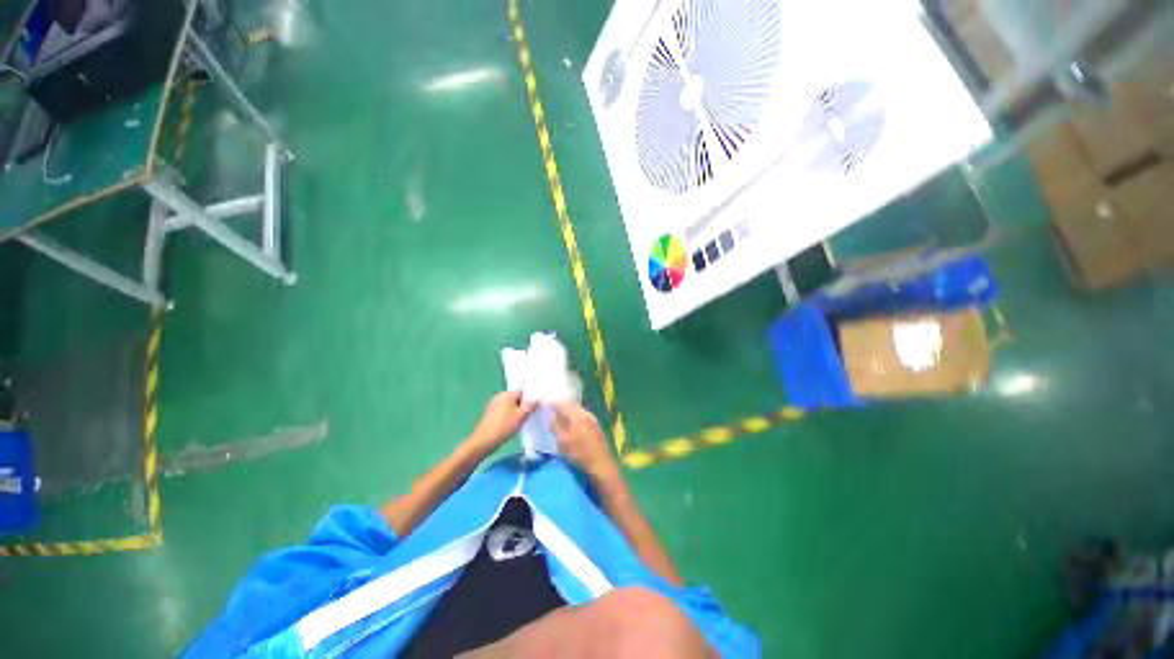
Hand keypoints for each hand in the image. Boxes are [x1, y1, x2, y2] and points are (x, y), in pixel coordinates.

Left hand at [467, 391, 538, 453]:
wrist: (483, 441)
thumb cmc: (504, 426)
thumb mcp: (521, 416)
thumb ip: (531, 405)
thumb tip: (538, 398)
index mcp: (507, 394)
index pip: (523, 391)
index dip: (531, 398)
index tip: (537, 406)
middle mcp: (500, 396)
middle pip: (517, 398)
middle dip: (524, 405)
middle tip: (531, 414)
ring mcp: (494, 405)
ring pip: (511, 405)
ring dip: (517, 411)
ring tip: (523, 420)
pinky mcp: (491, 414)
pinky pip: (505, 411)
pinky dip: (510, 415)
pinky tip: (513, 424)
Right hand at [550, 402, 618, 482]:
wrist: (601, 465)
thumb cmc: (580, 454)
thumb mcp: (563, 442)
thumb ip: (556, 427)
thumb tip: (551, 416)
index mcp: (578, 416)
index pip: (564, 404)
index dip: (554, 403)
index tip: (546, 404)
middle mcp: (586, 414)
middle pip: (572, 405)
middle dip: (562, 405)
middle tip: (552, 408)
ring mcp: (593, 419)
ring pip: (578, 409)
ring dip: (569, 410)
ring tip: (560, 415)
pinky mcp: (596, 426)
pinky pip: (583, 415)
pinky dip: (575, 415)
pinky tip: (571, 423)